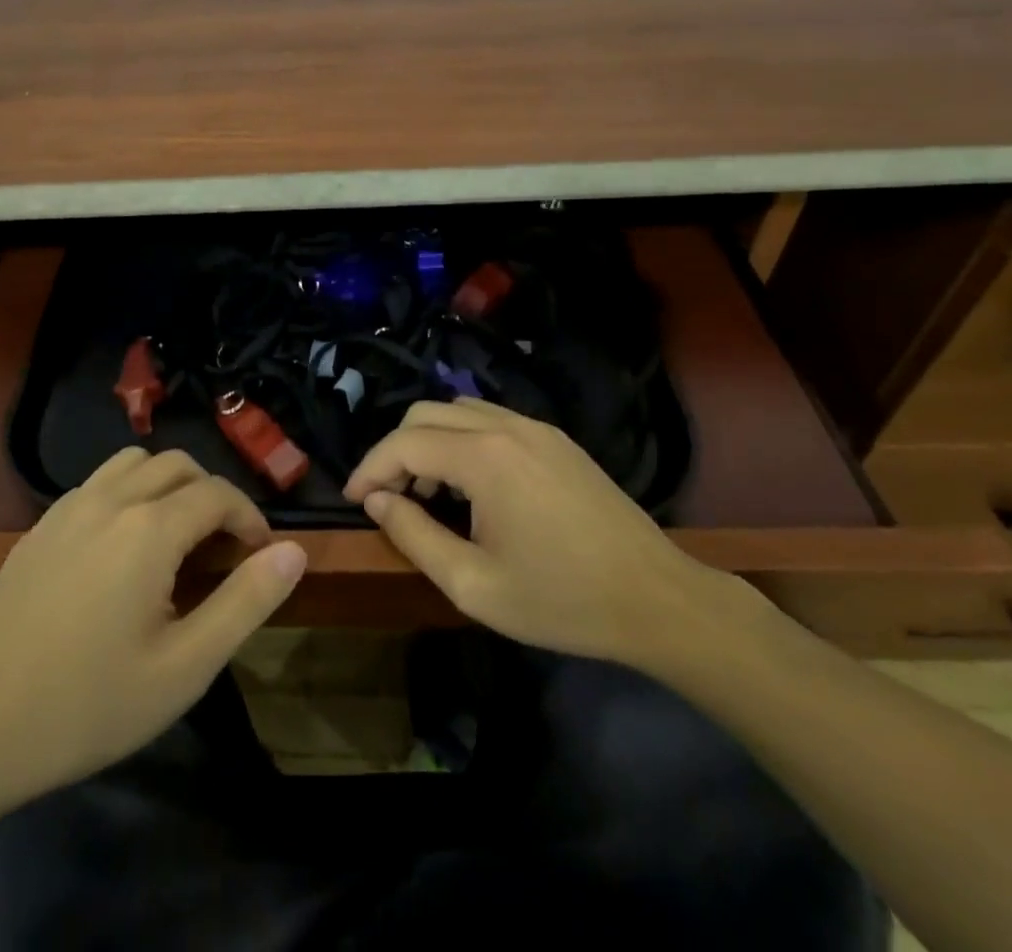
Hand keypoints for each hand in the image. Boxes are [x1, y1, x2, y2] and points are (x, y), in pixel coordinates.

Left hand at [0, 449, 305, 819]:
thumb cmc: (90, 706)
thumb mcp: (184, 667)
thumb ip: (246, 602)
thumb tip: (294, 551)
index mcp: (148, 529)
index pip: (218, 494)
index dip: (250, 518)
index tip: (260, 555)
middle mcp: (109, 500)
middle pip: (178, 465)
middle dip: (212, 495)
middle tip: (222, 547)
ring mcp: (67, 508)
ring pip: (134, 462)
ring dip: (168, 484)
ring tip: (176, 537)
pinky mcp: (40, 525)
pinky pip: (98, 483)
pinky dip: (128, 492)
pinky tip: (122, 548)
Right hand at [344, 398, 728, 667]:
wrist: (659, 600)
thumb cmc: (561, 600)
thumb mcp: (473, 585)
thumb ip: (414, 536)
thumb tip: (377, 500)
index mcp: (484, 457)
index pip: (404, 443)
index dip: (369, 468)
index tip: (353, 500)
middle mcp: (506, 425)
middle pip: (425, 414)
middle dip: (396, 451)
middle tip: (390, 498)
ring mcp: (536, 428)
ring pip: (458, 410)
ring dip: (429, 442)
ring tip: (429, 493)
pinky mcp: (556, 439)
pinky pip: (491, 420)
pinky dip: (462, 440)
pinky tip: (472, 486)